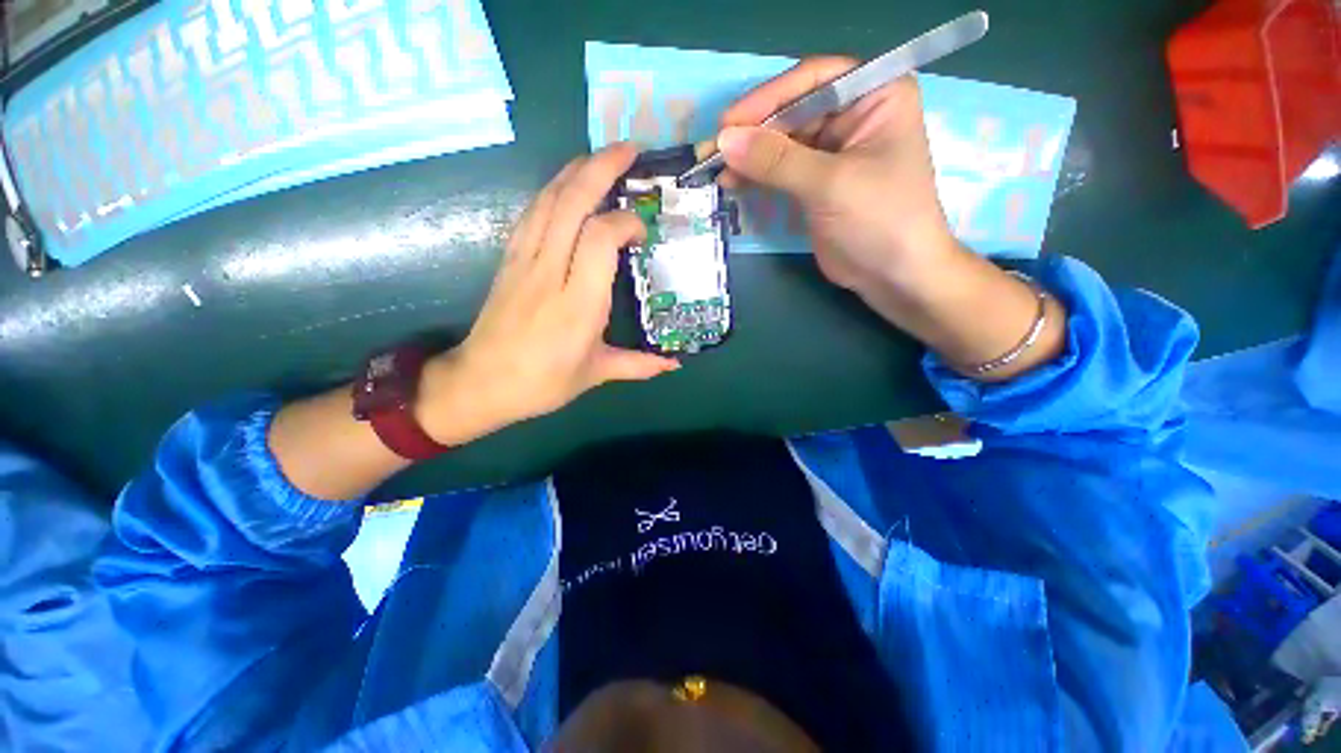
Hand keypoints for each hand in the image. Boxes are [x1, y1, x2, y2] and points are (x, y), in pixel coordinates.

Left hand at [416, 143, 678, 444]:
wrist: (481, 383)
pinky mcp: (508, 258)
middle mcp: (549, 273)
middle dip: (601, 168)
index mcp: (577, 304)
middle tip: (630, 150)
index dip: (625, 223)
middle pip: (571, 203)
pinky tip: (566, 185)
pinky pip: (532, 212)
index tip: (642, 232)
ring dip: (575, 170)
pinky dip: (552, 190)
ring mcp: (524, 261)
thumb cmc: (543, 382)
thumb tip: (675, 364)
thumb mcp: (596, 374)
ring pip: (548, 200)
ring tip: (600, 157)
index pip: (600, 239)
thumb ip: (639, 364)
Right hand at [718, 58, 1066, 382]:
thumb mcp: (830, 184)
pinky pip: (779, 169)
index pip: (813, 80)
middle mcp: (853, 114)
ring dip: (748, 156)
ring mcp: (832, 150)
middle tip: (711, 150)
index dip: (767, 99)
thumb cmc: (880, 220)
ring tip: (714, 169)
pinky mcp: (815, 181)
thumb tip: (724, 140)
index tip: (728, 124)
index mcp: (874, 95)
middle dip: (752, 132)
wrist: (894, 275)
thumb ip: (777, 161)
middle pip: (792, 111)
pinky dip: (755, 175)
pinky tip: (732, 182)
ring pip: (781, 142)